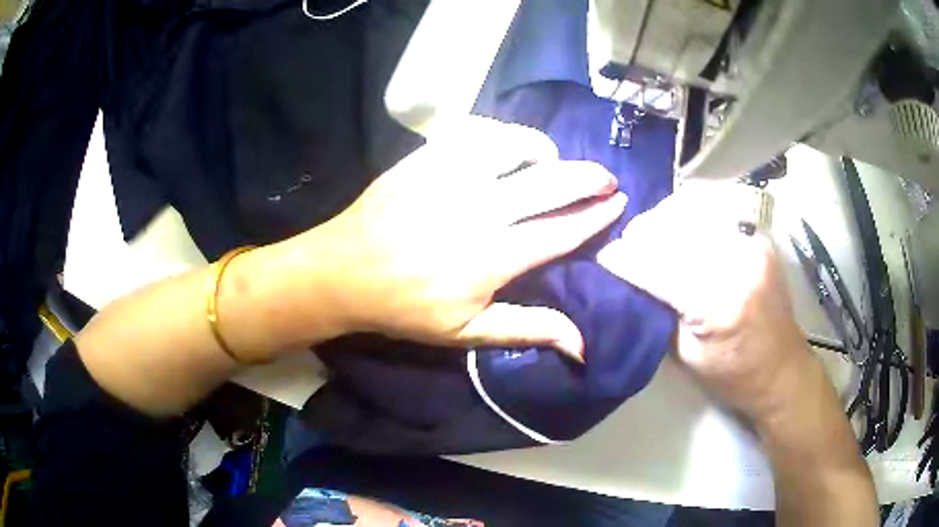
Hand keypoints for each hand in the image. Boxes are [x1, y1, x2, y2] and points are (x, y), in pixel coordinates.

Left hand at [289, 117, 625, 358]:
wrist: (344, 271)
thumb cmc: (405, 307)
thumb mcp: (466, 332)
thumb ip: (528, 330)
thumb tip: (582, 346)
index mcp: (493, 257)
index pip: (563, 229)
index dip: (597, 215)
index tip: (619, 203)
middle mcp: (480, 210)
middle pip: (552, 182)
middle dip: (590, 177)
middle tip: (606, 178)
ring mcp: (451, 176)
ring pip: (517, 146)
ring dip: (545, 151)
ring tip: (553, 162)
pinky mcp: (428, 157)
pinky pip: (478, 132)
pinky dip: (503, 137)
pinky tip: (506, 149)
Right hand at [598, 182, 810, 422]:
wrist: (781, 369)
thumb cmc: (731, 375)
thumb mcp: (685, 354)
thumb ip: (658, 310)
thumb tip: (628, 279)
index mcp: (718, 304)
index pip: (659, 268)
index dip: (626, 260)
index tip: (604, 257)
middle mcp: (738, 263)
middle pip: (676, 229)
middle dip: (643, 233)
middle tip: (626, 244)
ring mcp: (752, 244)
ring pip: (695, 209)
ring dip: (665, 219)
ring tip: (649, 233)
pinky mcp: (758, 237)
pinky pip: (716, 211)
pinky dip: (690, 214)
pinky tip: (679, 227)